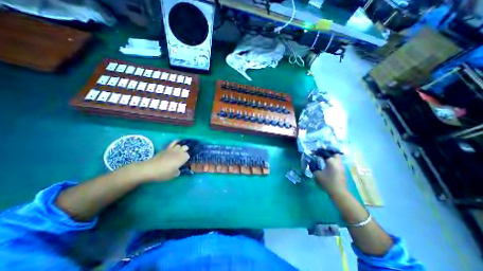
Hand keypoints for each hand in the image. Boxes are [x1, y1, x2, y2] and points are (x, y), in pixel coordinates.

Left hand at [130, 140, 189, 181]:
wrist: (150, 169)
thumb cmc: (164, 173)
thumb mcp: (173, 175)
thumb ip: (178, 171)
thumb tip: (178, 169)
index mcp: (183, 158)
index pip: (188, 156)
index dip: (187, 159)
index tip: (184, 163)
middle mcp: (180, 152)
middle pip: (186, 148)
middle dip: (185, 151)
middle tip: (182, 157)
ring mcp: (173, 149)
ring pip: (180, 145)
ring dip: (180, 148)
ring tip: (179, 152)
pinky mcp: (166, 148)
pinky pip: (173, 142)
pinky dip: (176, 142)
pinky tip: (177, 143)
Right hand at [314, 154, 347, 195]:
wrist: (338, 192)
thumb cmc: (327, 182)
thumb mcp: (317, 174)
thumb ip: (314, 167)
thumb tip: (312, 163)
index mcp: (331, 161)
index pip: (326, 153)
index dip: (320, 152)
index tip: (315, 153)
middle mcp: (338, 163)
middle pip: (335, 155)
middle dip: (329, 154)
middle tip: (322, 156)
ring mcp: (341, 168)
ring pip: (337, 160)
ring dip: (332, 159)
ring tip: (324, 162)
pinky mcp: (343, 173)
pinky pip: (338, 165)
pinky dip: (334, 164)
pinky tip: (328, 168)